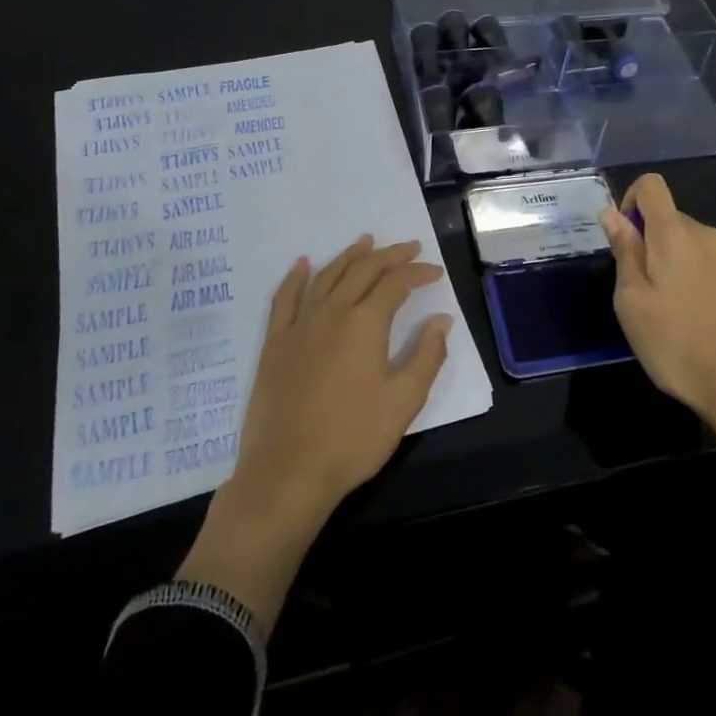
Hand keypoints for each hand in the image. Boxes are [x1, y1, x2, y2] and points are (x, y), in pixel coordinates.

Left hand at [234, 235, 451, 520]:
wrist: (287, 473)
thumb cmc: (353, 439)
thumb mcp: (404, 402)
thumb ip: (427, 356)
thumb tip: (441, 320)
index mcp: (365, 324)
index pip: (396, 284)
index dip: (418, 273)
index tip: (435, 274)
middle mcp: (332, 313)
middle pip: (363, 270)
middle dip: (389, 256)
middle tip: (409, 248)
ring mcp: (299, 326)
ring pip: (327, 277)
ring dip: (349, 256)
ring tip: (366, 242)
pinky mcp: (274, 344)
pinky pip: (284, 299)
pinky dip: (296, 277)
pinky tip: (304, 264)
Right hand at [598, 173, 715, 427]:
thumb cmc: (676, 344)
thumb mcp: (632, 301)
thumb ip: (624, 252)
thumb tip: (612, 215)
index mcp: (675, 234)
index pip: (651, 185)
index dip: (630, 201)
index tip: (625, 240)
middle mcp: (709, 236)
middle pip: (672, 220)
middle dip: (652, 244)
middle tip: (642, 293)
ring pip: (694, 247)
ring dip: (677, 265)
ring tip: (672, 313)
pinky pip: (715, 269)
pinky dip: (700, 283)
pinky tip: (701, 323)